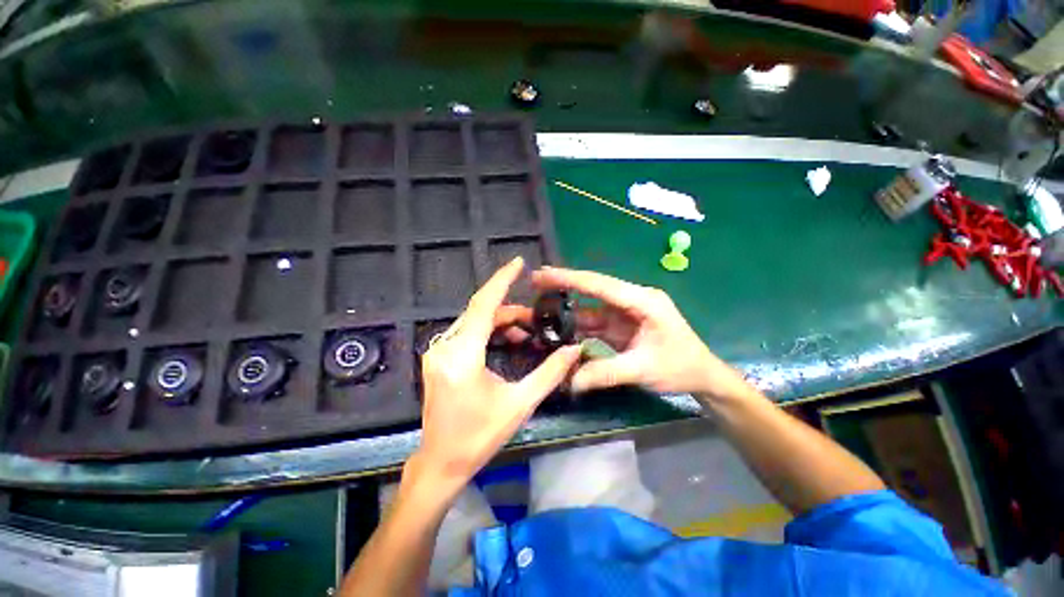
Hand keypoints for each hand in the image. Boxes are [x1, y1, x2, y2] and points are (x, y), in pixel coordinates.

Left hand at [412, 257, 581, 496]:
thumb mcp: (520, 403)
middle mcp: (445, 347)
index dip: (502, 281)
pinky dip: (489, 332)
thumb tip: (574, 350)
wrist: (442, 462)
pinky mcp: (438, 358)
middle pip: (481, 313)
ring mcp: (437, 352)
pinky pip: (467, 333)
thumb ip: (550, 373)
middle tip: (536, 320)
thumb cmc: (480, 436)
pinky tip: (507, 342)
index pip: (483, 304)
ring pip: (474, 322)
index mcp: (462, 355)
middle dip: (510, 311)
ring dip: (501, 322)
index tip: (518, 263)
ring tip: (526, 333)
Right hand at [532, 267, 751, 400]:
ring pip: (591, 307)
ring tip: (540, 308)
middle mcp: (632, 301)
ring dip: (568, 309)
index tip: (544, 273)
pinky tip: (559, 330)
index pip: (601, 285)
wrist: (703, 376)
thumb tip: (569, 382)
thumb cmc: (681, 367)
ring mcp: (625, 313)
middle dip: (564, 285)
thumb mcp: (643, 370)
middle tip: (535, 282)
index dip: (570, 278)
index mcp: (642, 301)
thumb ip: (605, 373)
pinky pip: (595, 323)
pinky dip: (577, 327)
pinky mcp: (621, 325)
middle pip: (592, 290)